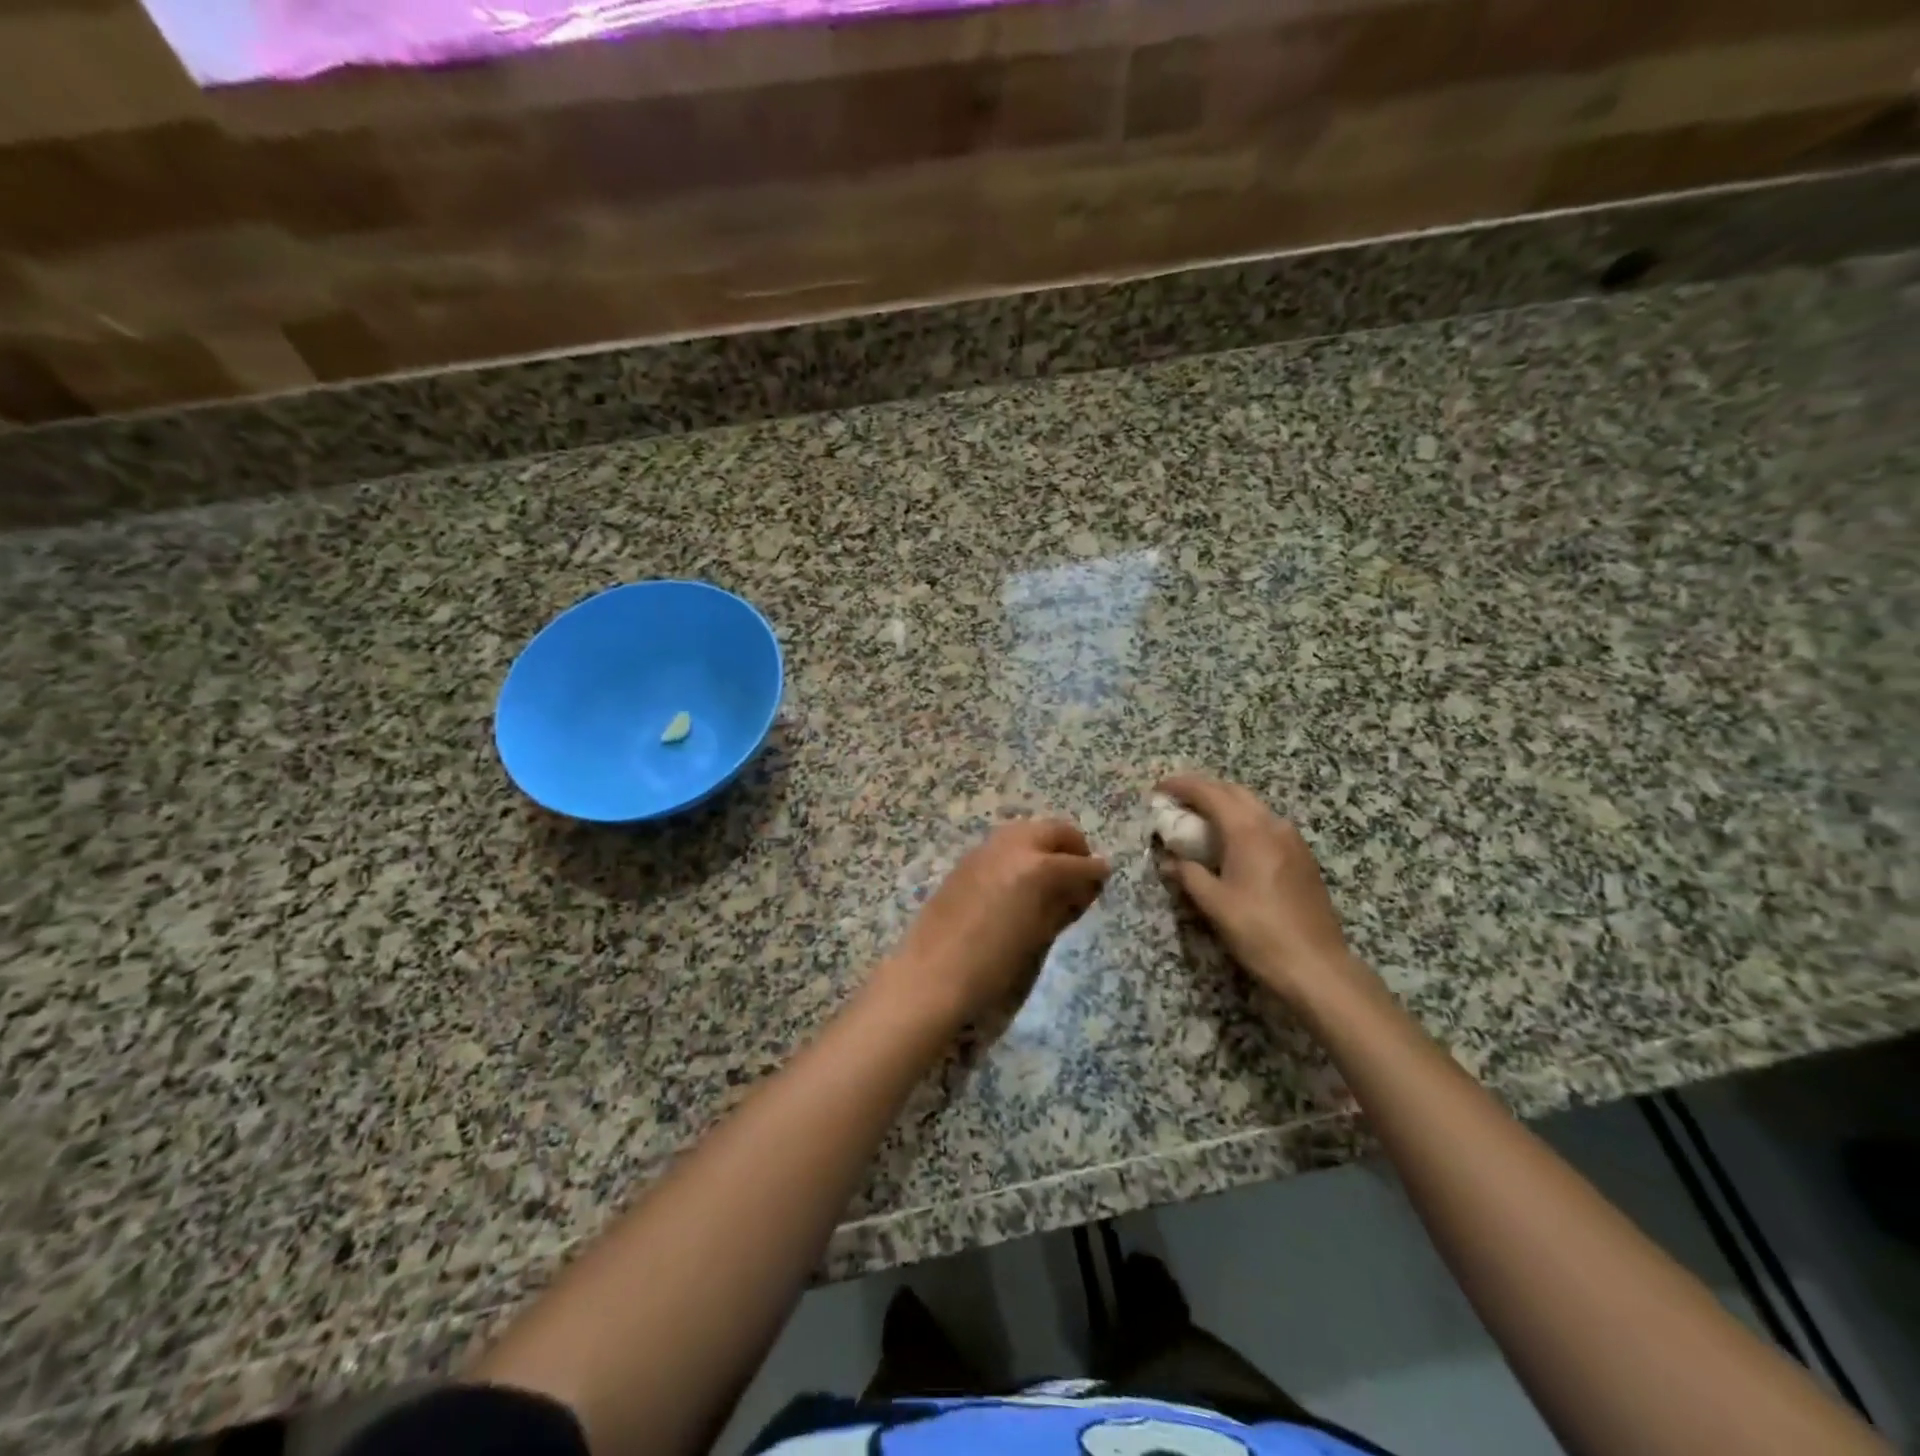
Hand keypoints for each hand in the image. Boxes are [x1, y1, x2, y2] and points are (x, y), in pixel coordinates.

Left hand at [874, 818, 1110, 1033]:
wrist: (932, 975)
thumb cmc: (993, 966)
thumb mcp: (1039, 936)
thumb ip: (1063, 904)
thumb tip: (1081, 888)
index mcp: (1038, 866)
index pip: (1079, 862)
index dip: (1095, 872)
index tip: (1103, 879)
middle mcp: (1013, 846)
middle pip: (1053, 830)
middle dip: (1072, 847)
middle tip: (1080, 874)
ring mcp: (985, 849)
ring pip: (1027, 831)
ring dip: (1045, 845)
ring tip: (1051, 877)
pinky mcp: (966, 859)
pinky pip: (1003, 844)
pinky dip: (1020, 853)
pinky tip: (1019, 881)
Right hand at [1155, 775, 1362, 1006]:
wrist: (1317, 965)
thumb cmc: (1259, 931)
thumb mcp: (1214, 904)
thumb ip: (1188, 874)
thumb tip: (1169, 861)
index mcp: (1248, 831)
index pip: (1210, 793)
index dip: (1182, 786)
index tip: (1159, 789)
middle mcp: (1272, 825)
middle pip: (1234, 792)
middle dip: (1203, 790)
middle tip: (1177, 801)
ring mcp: (1292, 840)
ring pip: (1253, 807)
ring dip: (1225, 804)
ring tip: (1200, 819)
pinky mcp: (1302, 857)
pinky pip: (1266, 824)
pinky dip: (1243, 821)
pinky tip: (1231, 843)